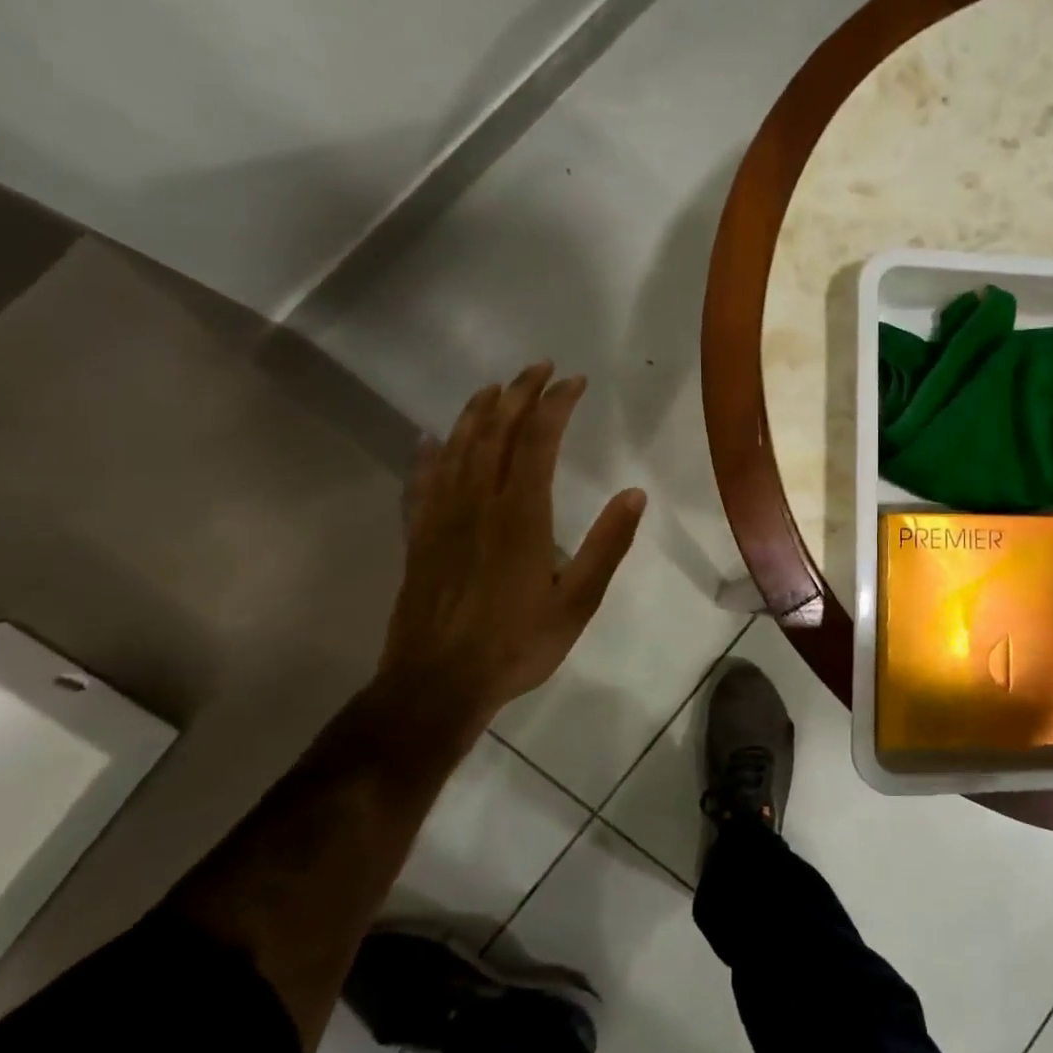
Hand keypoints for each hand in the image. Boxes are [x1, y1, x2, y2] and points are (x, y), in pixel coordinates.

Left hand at [380, 363, 645, 720]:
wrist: (437, 684)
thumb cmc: (516, 644)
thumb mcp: (578, 602)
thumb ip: (607, 545)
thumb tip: (635, 494)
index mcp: (521, 516)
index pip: (538, 441)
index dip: (556, 405)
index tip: (573, 382)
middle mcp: (478, 503)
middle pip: (496, 433)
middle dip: (519, 394)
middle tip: (538, 368)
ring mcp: (441, 518)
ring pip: (457, 448)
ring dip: (477, 412)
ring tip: (494, 388)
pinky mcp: (418, 537)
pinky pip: (420, 482)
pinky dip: (428, 454)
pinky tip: (430, 439)